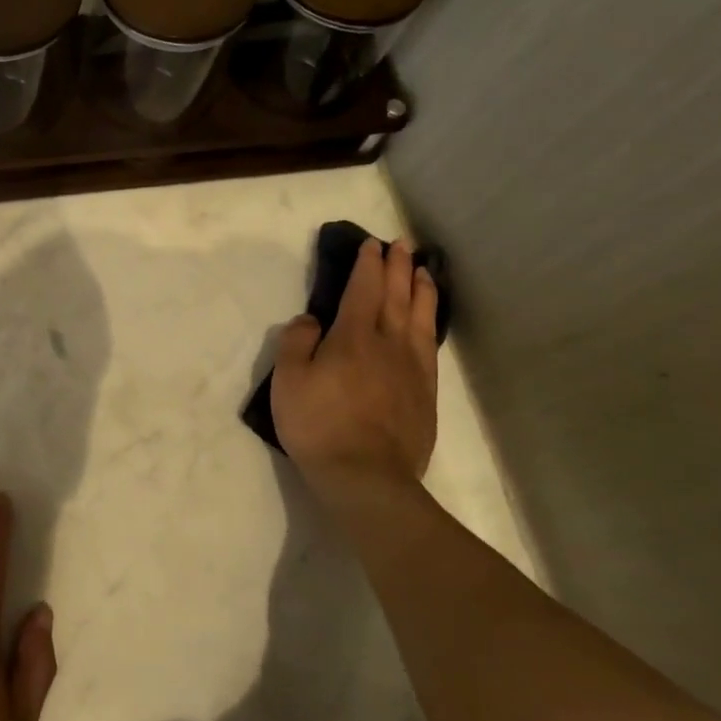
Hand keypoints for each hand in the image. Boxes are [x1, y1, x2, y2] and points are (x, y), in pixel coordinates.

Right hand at [271, 236, 439, 497]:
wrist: (366, 476)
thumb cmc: (318, 426)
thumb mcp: (288, 381)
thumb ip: (296, 342)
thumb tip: (311, 320)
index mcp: (352, 337)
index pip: (363, 290)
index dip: (367, 265)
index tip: (370, 244)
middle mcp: (388, 343)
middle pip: (396, 296)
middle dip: (398, 267)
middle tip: (401, 245)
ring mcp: (412, 368)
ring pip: (421, 317)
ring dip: (421, 289)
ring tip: (424, 271)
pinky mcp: (426, 392)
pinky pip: (431, 345)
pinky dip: (432, 322)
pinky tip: (430, 320)